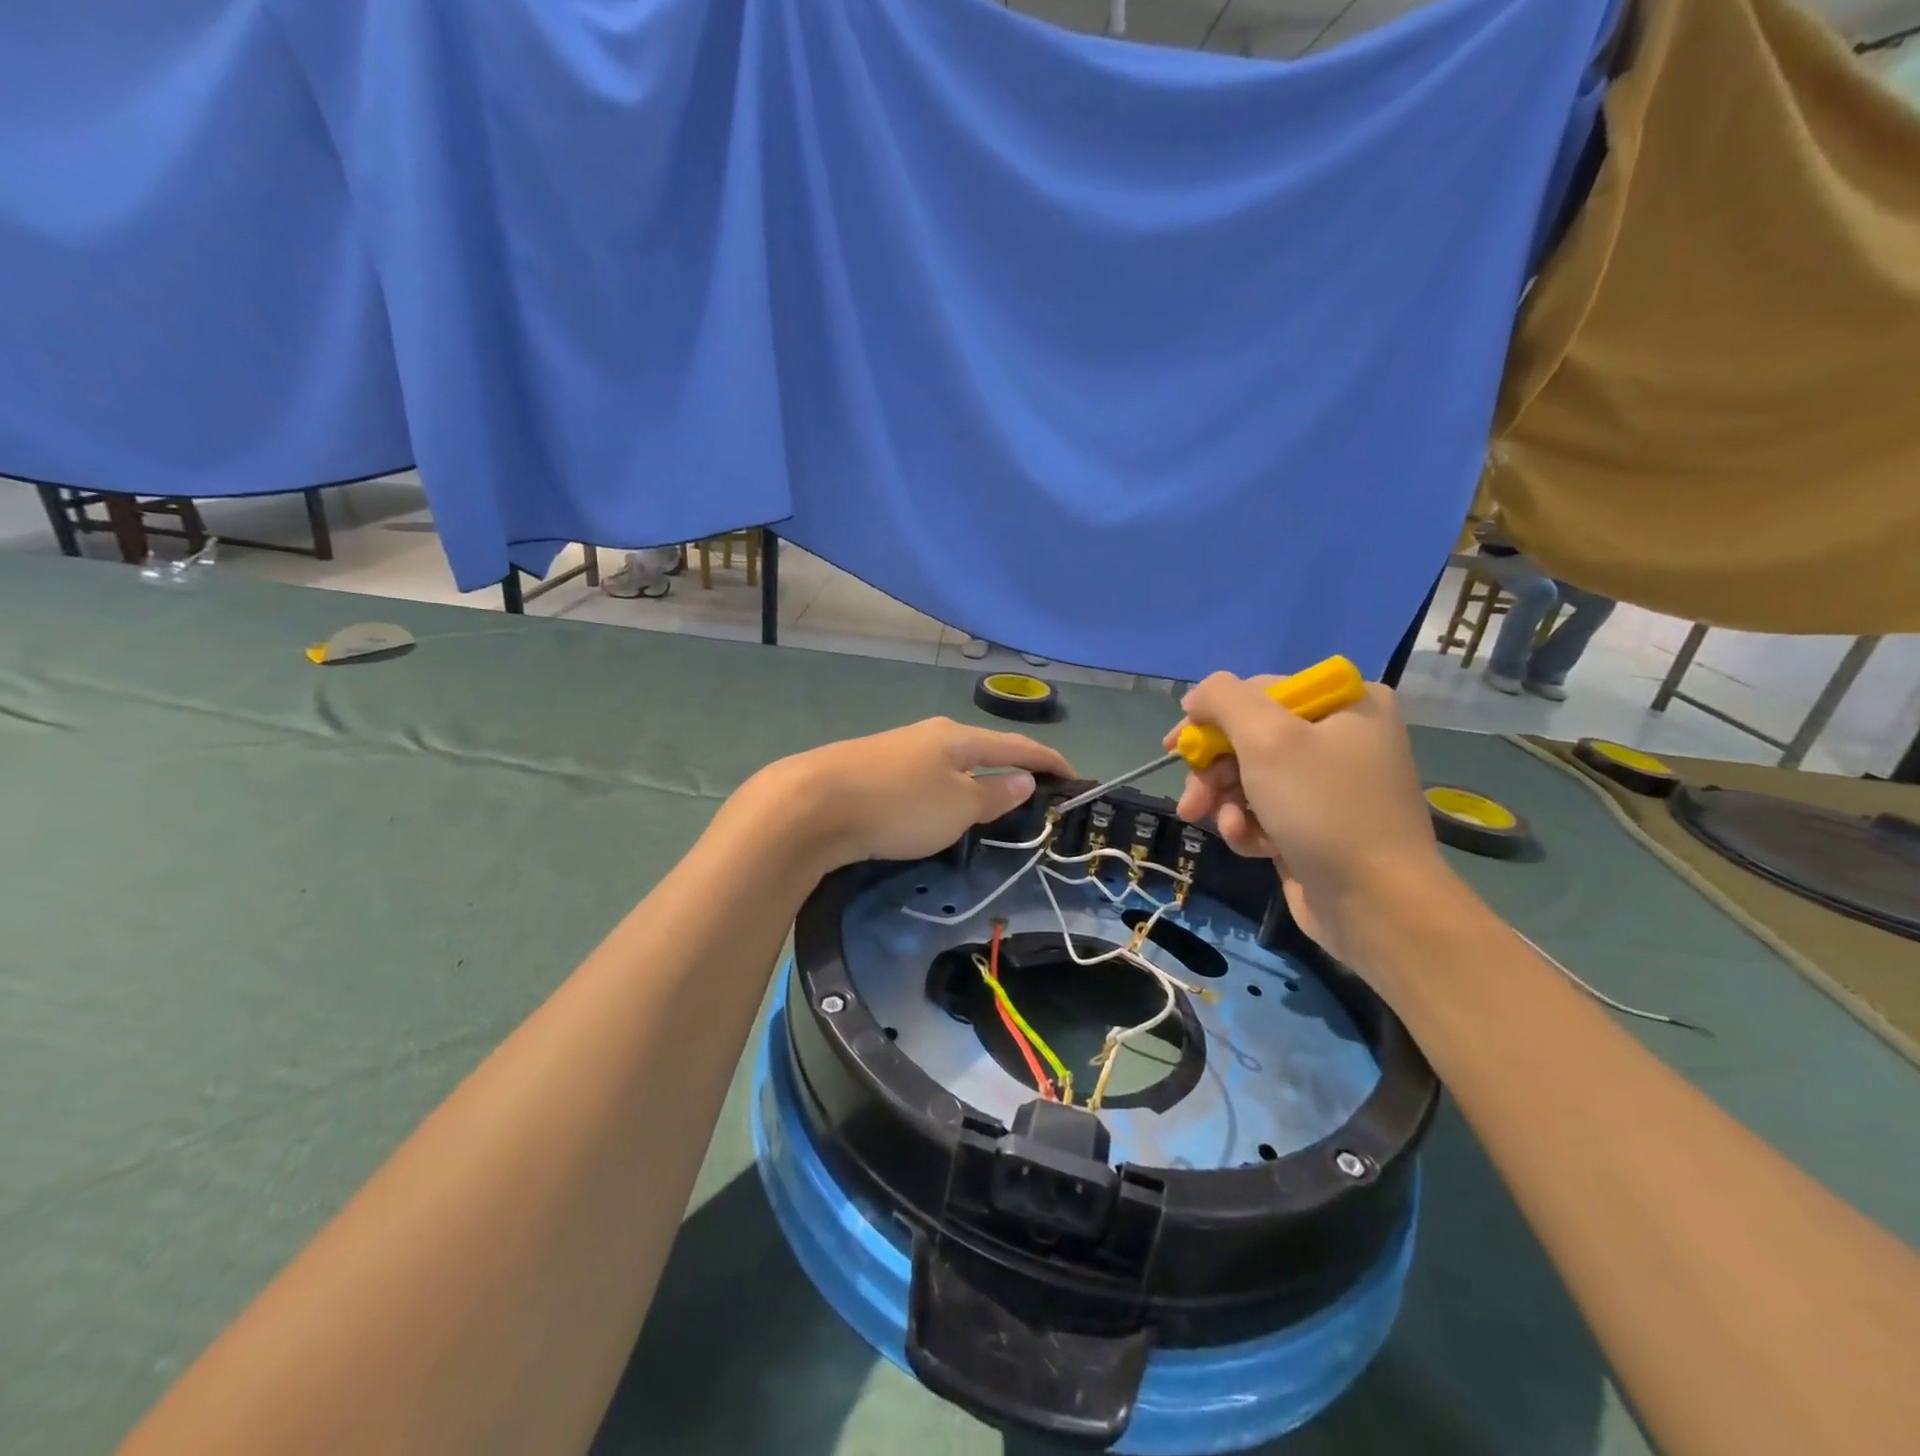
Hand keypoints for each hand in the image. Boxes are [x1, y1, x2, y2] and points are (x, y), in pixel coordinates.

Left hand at [755, 718, 1072, 871]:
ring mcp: (897, 752)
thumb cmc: (899, 804)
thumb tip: (1024, 778)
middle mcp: (929, 736)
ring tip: (987, 811)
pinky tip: (936, 812)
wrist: (811, 805)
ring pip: (949, 767)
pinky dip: (943, 795)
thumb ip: (994, 794)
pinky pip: (923, 782)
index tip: (1074, 778)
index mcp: (958, 738)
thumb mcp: (958, 806)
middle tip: (1031, 800)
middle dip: (1009, 772)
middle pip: (982, 752)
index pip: (1017, 746)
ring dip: (974, 785)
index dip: (1049, 761)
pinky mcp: (871, 773)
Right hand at [1167, 674, 1448, 961]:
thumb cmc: (1323, 808)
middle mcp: (1341, 734)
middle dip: (1213, 771)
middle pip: (1249, 738)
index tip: (1174, 748)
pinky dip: (1249, 826)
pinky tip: (1252, 846)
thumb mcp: (1267, 738)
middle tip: (1192, 800)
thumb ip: (1223, 700)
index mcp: (1344, 701)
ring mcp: (1329, 782)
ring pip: (1250, 777)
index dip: (1211, 718)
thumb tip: (1196, 698)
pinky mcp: (1316, 822)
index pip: (1257, 692)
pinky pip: (1265, 810)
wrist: (1375, 903)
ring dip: (1226, 802)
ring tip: (1223, 827)